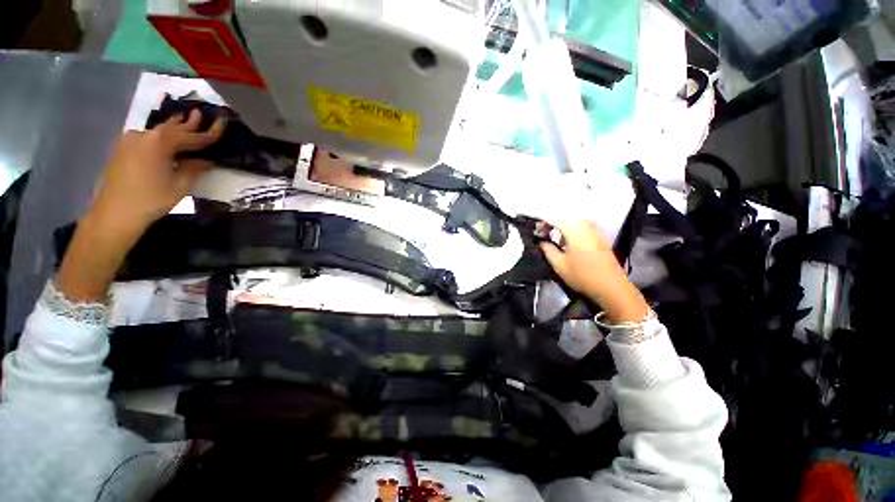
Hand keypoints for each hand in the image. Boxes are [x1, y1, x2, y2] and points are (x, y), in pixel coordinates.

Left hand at [57, 110, 224, 301]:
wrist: (115, 212)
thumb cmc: (151, 199)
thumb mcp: (180, 185)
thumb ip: (194, 168)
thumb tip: (206, 160)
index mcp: (160, 142)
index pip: (191, 136)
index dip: (209, 133)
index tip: (223, 123)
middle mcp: (144, 135)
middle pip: (173, 128)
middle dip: (189, 123)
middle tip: (202, 114)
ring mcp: (131, 140)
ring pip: (159, 132)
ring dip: (174, 127)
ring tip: (186, 118)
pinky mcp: (124, 149)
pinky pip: (149, 138)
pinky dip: (162, 136)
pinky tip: (168, 137)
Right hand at [540, 220, 648, 322]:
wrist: (611, 287)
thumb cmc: (582, 276)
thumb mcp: (559, 265)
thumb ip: (548, 250)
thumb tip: (542, 242)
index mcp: (575, 232)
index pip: (557, 220)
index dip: (544, 222)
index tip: (536, 227)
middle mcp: (587, 228)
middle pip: (567, 219)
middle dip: (554, 222)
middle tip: (544, 231)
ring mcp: (596, 233)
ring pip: (577, 222)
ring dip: (565, 226)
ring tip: (555, 235)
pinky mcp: (601, 239)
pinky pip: (584, 228)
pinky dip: (574, 229)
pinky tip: (570, 240)